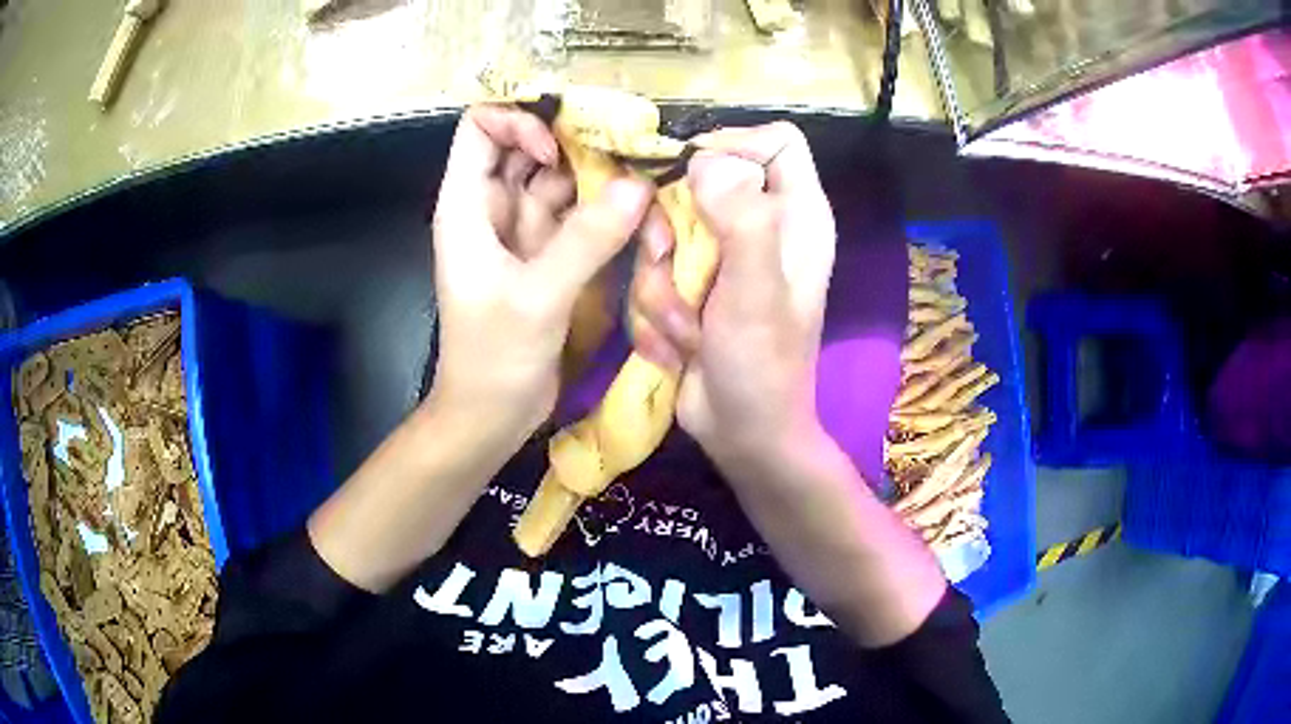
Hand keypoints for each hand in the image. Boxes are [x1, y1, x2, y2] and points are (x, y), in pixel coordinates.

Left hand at [430, 105, 653, 445]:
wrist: (491, 414)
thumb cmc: (494, 358)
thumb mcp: (536, 297)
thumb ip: (586, 240)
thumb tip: (638, 186)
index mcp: (467, 204)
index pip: (482, 127)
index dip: (520, 122)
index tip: (560, 147)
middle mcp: (493, 207)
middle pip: (529, 146)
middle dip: (573, 142)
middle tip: (625, 150)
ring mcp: (523, 231)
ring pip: (559, 180)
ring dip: (597, 179)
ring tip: (642, 182)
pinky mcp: (548, 255)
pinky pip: (577, 215)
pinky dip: (605, 211)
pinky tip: (638, 214)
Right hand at [630, 122, 836, 468]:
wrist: (742, 434)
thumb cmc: (763, 367)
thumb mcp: (756, 293)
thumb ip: (743, 221)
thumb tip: (708, 159)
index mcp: (796, 214)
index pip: (776, 141)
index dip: (734, 144)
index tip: (692, 174)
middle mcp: (760, 225)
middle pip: (699, 181)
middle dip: (672, 230)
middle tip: (672, 266)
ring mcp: (721, 256)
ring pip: (663, 231)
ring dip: (660, 286)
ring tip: (686, 329)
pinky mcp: (691, 285)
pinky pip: (650, 272)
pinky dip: (655, 312)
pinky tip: (680, 347)